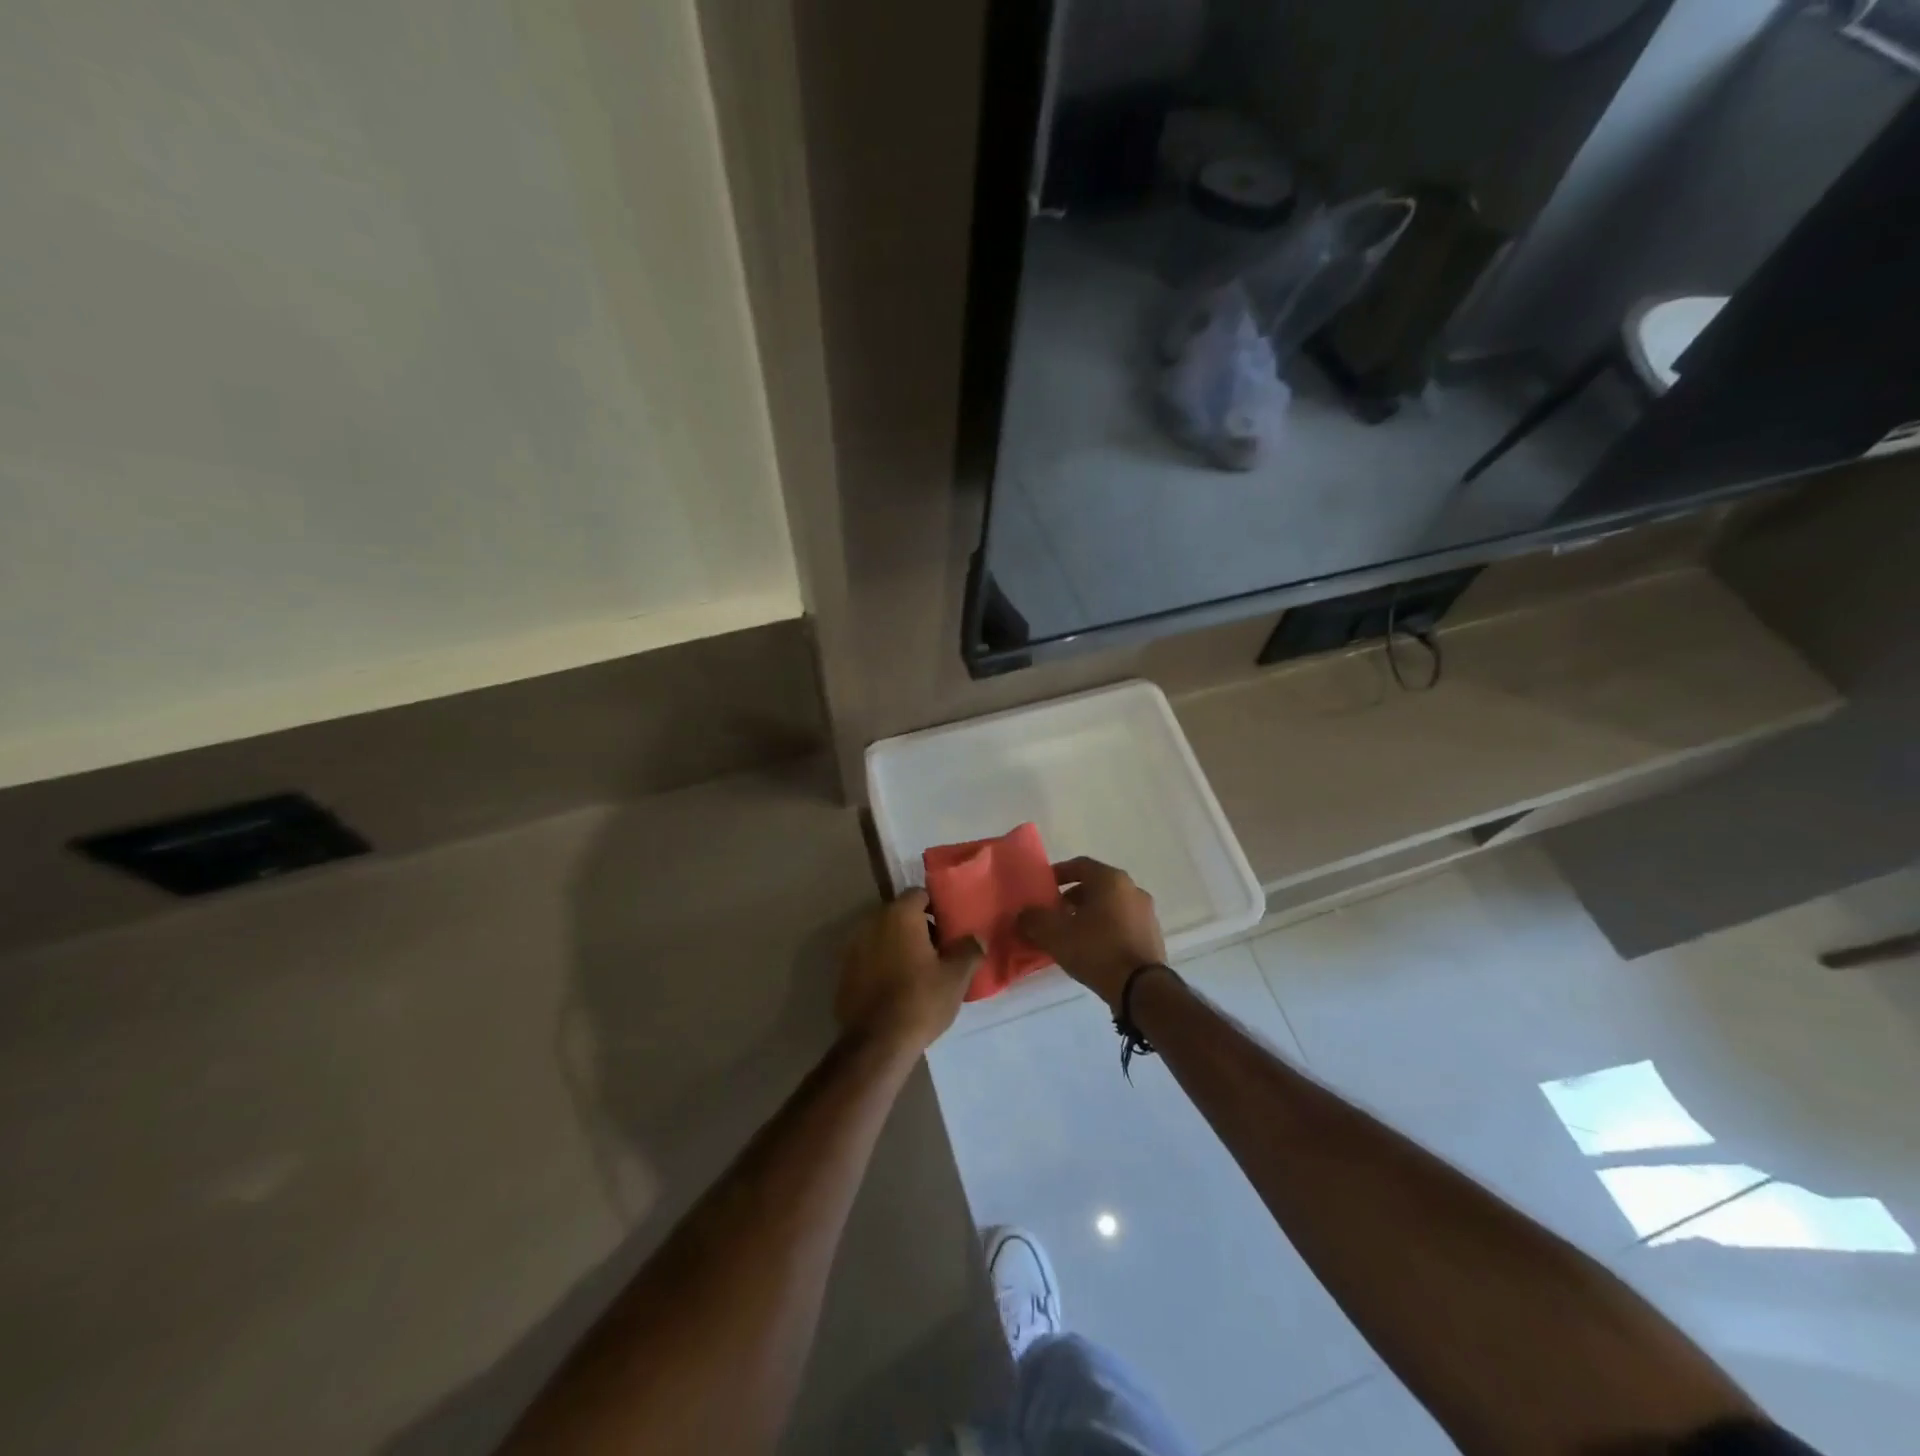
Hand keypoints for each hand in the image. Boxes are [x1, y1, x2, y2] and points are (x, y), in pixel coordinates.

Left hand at [835, 891, 982, 1054]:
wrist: (876, 1043)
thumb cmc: (920, 1000)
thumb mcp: (956, 976)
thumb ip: (969, 950)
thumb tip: (976, 938)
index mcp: (899, 915)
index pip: (919, 894)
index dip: (936, 908)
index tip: (949, 928)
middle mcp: (872, 922)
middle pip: (899, 914)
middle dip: (918, 927)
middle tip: (939, 950)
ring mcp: (853, 947)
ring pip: (883, 936)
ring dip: (899, 946)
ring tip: (919, 971)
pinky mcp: (844, 971)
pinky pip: (869, 958)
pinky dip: (882, 964)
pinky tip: (896, 988)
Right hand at [1016, 857, 1166, 1008]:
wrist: (1141, 989)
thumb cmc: (1096, 950)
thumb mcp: (1055, 934)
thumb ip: (1033, 919)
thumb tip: (1023, 914)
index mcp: (1110, 879)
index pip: (1079, 865)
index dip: (1057, 874)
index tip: (1042, 889)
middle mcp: (1132, 889)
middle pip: (1095, 886)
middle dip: (1071, 898)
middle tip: (1053, 914)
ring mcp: (1146, 913)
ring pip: (1110, 905)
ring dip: (1089, 914)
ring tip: (1070, 935)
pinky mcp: (1152, 936)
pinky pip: (1122, 924)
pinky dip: (1105, 929)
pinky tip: (1092, 949)